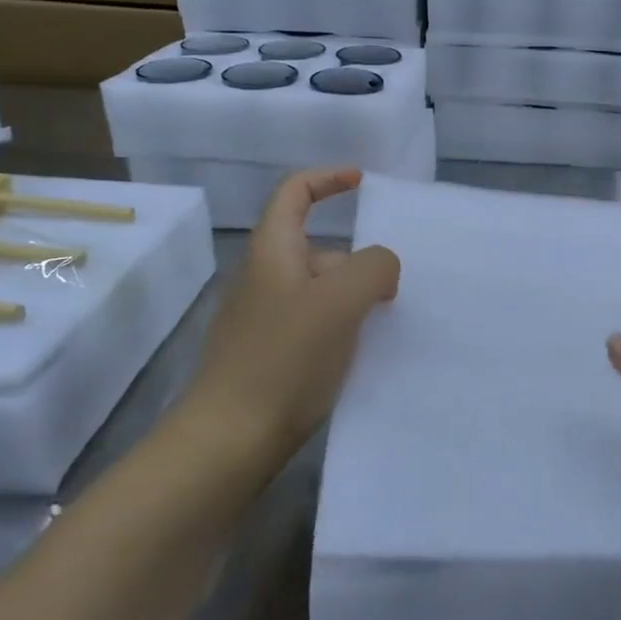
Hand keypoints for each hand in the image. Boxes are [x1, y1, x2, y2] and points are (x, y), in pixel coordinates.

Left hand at [199, 168, 400, 455]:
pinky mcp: (269, 357)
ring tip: (385, 328)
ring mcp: (263, 321)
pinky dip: (341, 330)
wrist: (229, 440)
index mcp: (273, 252)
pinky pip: (314, 327)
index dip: (328, 179)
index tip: (363, 183)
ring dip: (354, 300)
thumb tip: (381, 268)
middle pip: (318, 249)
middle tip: (392, 292)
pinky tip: (360, 358)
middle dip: (359, 262)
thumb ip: (374, 267)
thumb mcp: (340, 301)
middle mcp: (264, 279)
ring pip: (319, 292)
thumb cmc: (284, 359)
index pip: (294, 193)